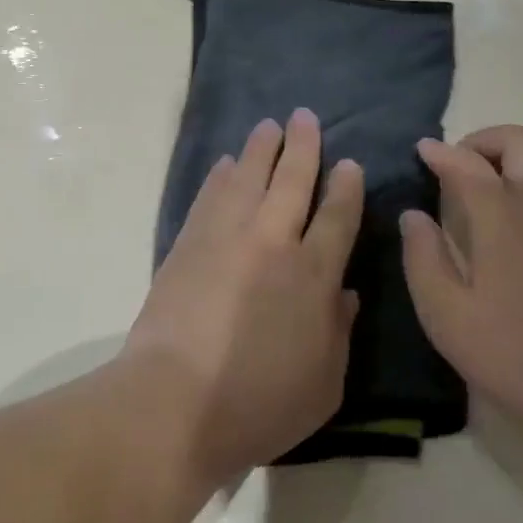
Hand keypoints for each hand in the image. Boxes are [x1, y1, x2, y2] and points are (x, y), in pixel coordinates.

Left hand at [125, 110, 363, 481]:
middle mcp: (273, 242)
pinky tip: (226, 164)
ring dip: (260, 149)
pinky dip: (220, 177)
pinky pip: (209, 197)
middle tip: (305, 117)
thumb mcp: (324, 384)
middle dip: (303, 146)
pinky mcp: (187, 245)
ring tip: (268, 126)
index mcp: (314, 274)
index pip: (336, 216)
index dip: (345, 186)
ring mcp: (226, 238)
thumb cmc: (259, 405)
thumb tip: (344, 293)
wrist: (175, 404)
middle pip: (292, 180)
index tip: (348, 163)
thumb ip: (339, 333)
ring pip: (248, 177)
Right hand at [399, 125, 522, 432]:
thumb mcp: (445, 313)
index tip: (422, 150)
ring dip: (521, 152)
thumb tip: (413, 216)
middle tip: (461, 162)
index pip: (465, 164)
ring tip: (496, 178)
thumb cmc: (513, 351)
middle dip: (486, 140)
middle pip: (521, 140)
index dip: (440, 153)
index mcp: (501, 213)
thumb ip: (423, 257)